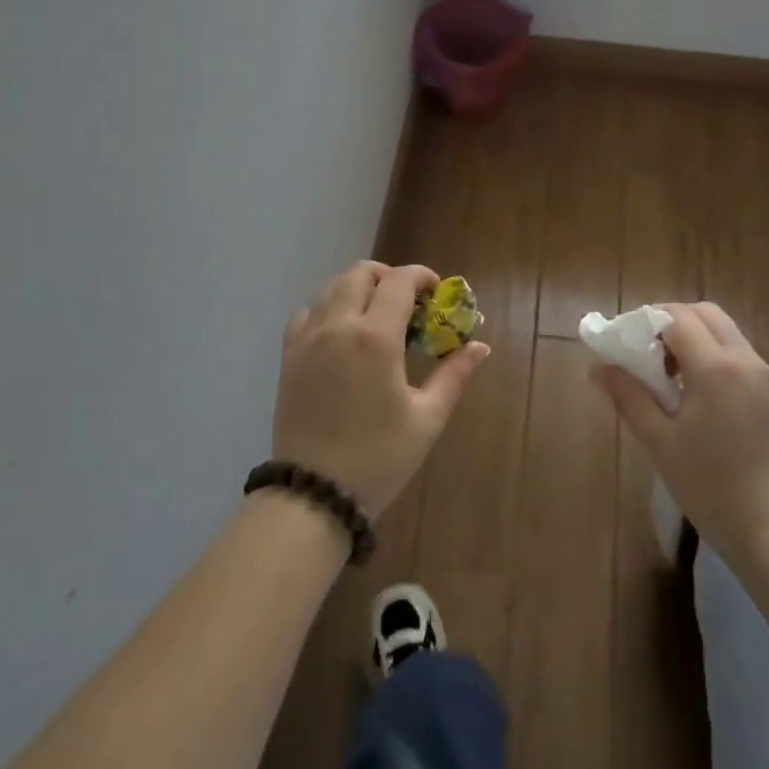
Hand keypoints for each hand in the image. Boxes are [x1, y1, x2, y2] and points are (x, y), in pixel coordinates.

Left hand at [272, 262, 490, 519]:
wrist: (314, 494)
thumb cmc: (379, 458)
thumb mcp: (427, 418)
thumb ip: (454, 375)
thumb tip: (480, 346)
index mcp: (375, 338)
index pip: (399, 282)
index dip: (422, 276)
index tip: (438, 291)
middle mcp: (337, 326)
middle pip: (361, 273)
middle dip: (389, 277)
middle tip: (409, 303)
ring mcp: (307, 338)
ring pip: (332, 287)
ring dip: (359, 288)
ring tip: (378, 316)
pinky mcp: (289, 355)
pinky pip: (307, 312)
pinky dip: (328, 308)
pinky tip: (343, 334)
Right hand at [591, 301, 768, 563]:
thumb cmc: (709, 486)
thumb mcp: (659, 441)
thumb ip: (628, 396)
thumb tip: (597, 367)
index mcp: (716, 368)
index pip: (677, 317)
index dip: (646, 321)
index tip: (624, 343)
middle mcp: (746, 361)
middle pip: (706, 314)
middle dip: (672, 321)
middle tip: (647, 353)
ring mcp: (767, 378)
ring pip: (726, 333)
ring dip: (695, 339)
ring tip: (670, 378)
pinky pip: (741, 357)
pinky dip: (715, 357)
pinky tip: (699, 397)